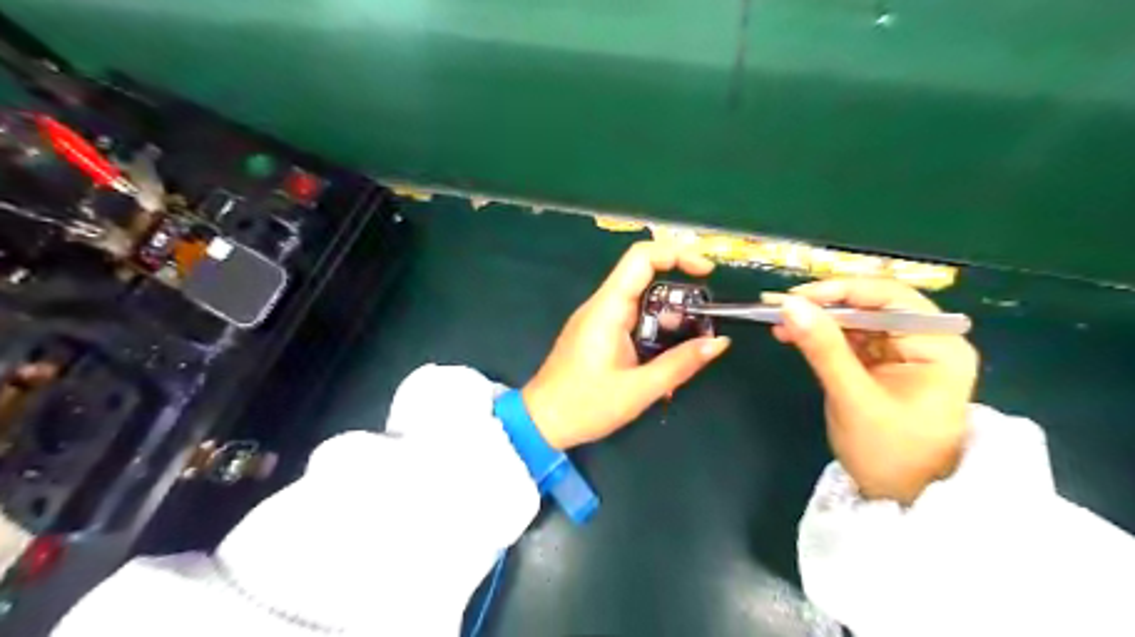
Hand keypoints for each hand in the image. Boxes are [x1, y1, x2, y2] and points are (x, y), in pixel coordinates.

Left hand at [521, 240, 725, 449]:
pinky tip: (665, 357)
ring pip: (641, 300)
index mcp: (607, 309)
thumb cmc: (585, 406)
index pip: (641, 258)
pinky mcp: (598, 332)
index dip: (677, 254)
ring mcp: (598, 318)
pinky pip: (632, 318)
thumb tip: (719, 342)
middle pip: (645, 277)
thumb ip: (680, 364)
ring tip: (688, 345)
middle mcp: (602, 305)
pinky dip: (655, 329)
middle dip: (680, 293)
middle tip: (704, 320)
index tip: (706, 272)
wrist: (542, 422)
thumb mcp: (639, 389)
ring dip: (669, 316)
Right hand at [777, 278, 979, 502]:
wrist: (902, 498)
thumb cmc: (889, 453)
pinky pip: (852, 338)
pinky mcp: (886, 363)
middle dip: (826, 306)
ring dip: (820, 320)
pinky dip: (824, 336)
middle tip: (782, 309)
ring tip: (781, 324)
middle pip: (873, 305)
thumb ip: (823, 349)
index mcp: (939, 345)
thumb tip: (789, 305)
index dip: (840, 291)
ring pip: (858, 319)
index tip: (794, 297)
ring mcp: (907, 351)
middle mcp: (929, 339)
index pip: (889, 298)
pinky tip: (797, 336)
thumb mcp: (853, 398)